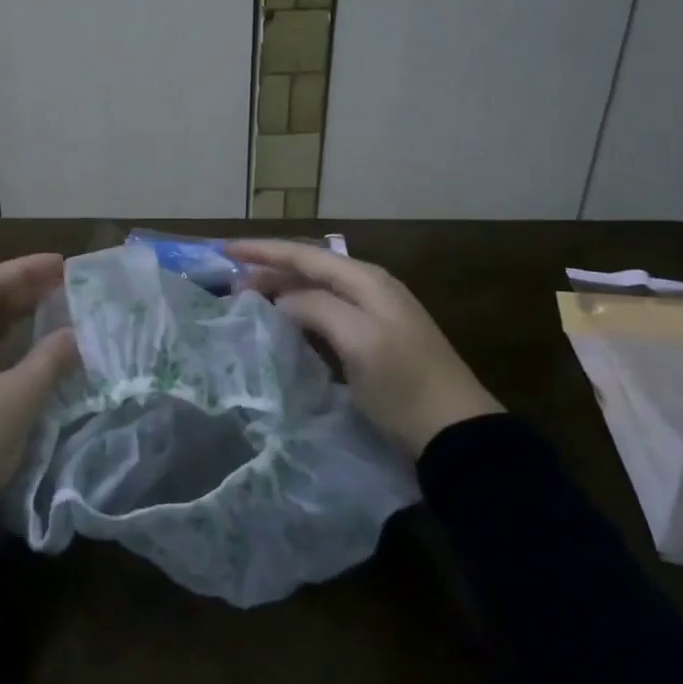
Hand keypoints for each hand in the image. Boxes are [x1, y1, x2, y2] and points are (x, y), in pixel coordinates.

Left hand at [0, 253, 79, 531]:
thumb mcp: (19, 397)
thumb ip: (52, 358)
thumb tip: (78, 335)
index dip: (26, 270)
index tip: (62, 263)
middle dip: (23, 292)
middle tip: (64, 284)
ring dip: (15, 321)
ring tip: (54, 309)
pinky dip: (5, 350)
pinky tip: (31, 352)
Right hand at [226, 240, 501, 457]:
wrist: (456, 433)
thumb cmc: (405, 385)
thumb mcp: (360, 341)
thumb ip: (317, 308)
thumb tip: (282, 299)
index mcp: (367, 281)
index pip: (305, 255)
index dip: (264, 251)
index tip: (226, 250)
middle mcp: (370, 289)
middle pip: (309, 269)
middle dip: (269, 270)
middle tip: (230, 283)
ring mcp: (374, 316)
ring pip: (316, 291)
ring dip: (281, 290)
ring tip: (248, 298)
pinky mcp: (373, 342)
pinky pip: (325, 314)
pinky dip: (298, 312)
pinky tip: (282, 324)